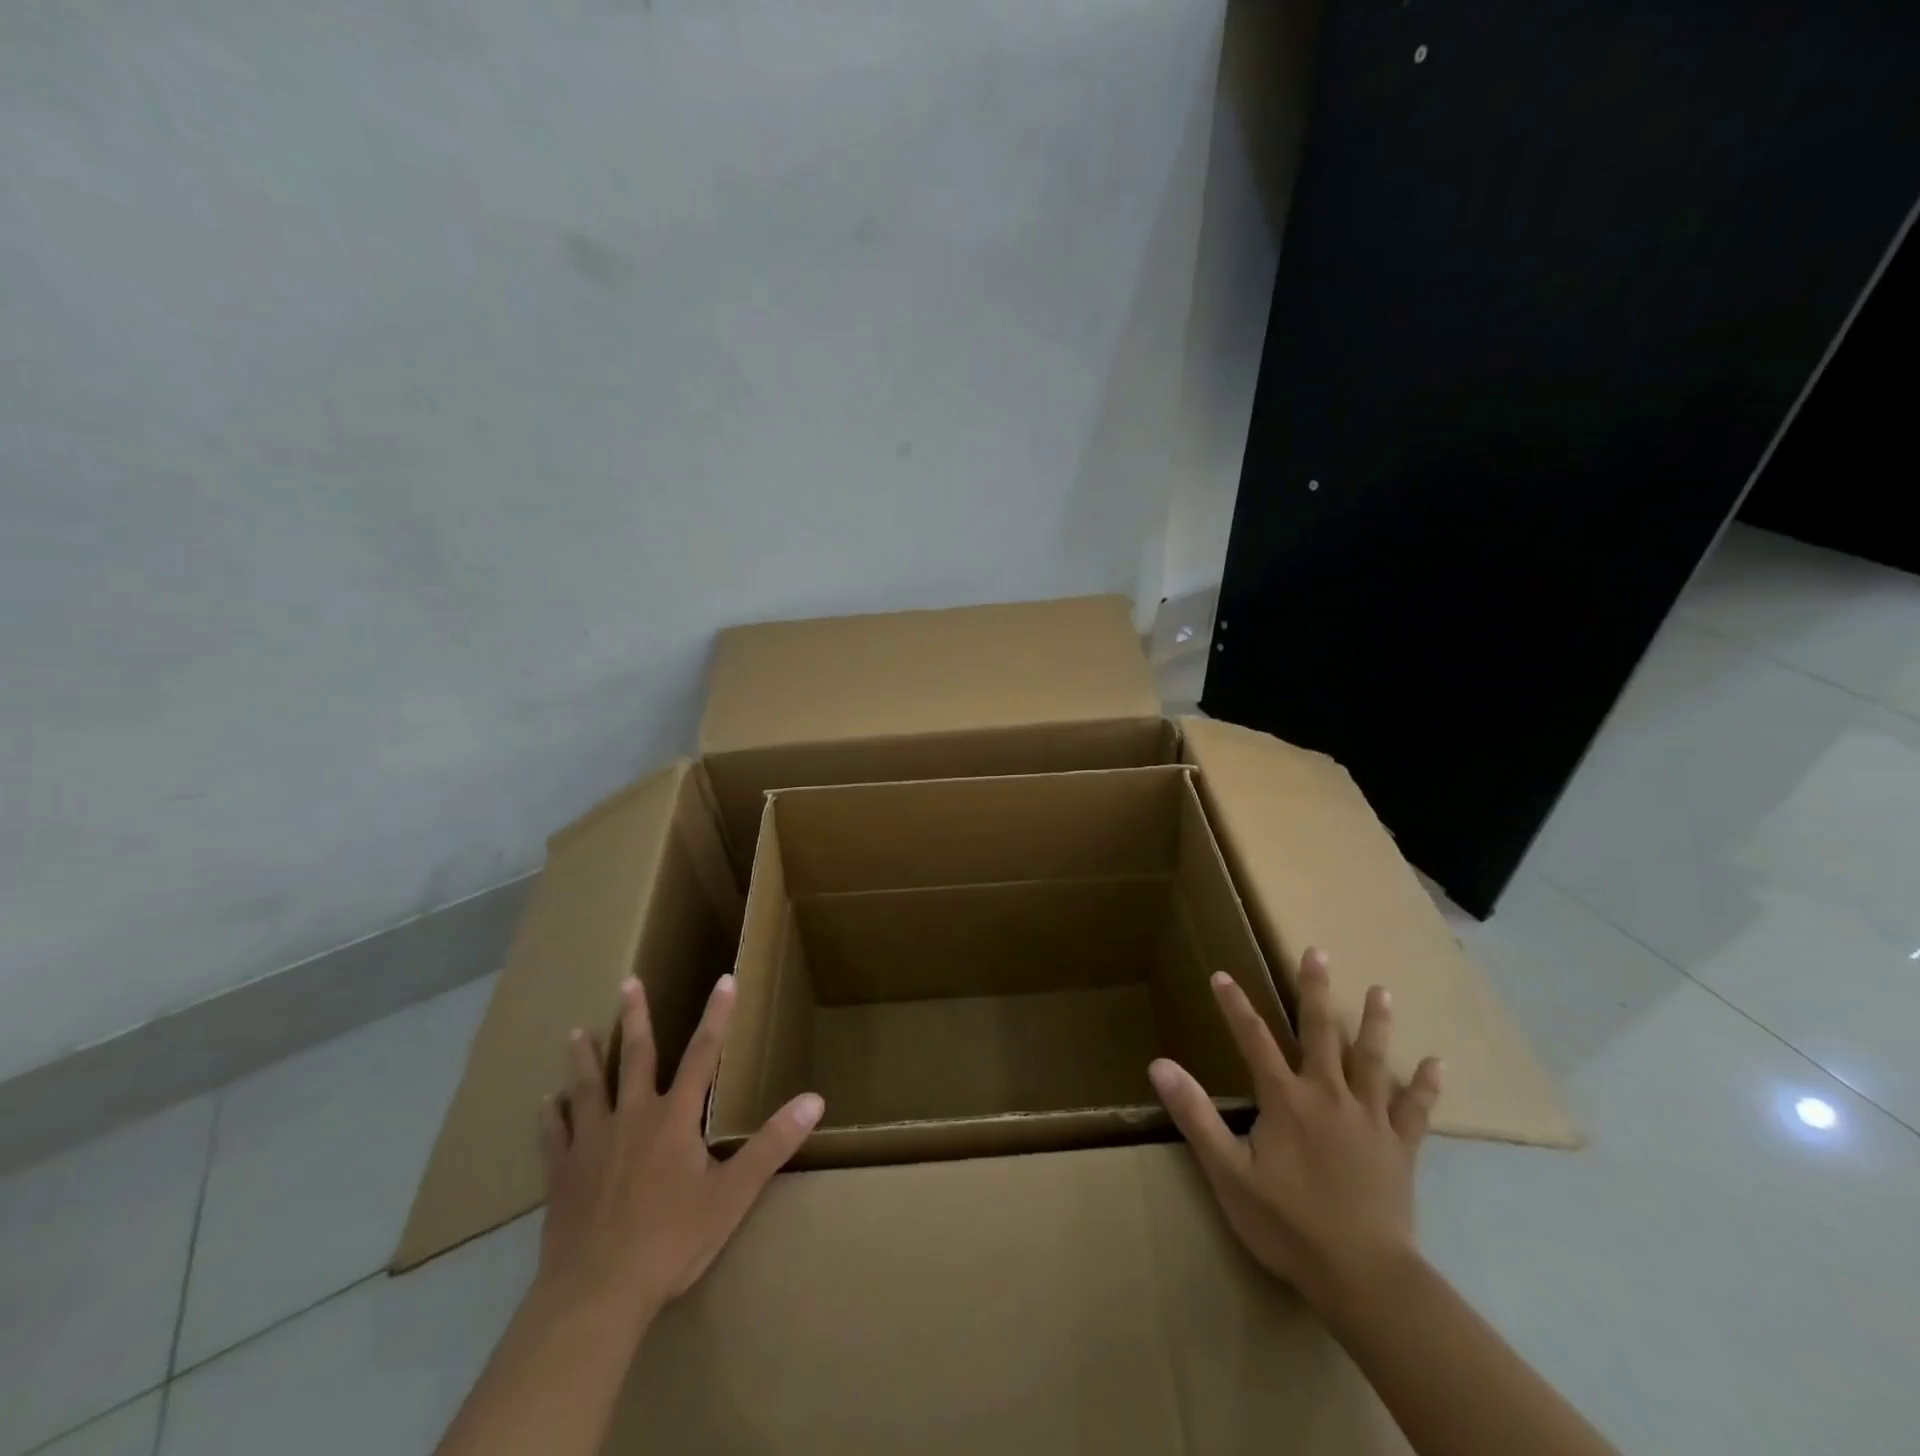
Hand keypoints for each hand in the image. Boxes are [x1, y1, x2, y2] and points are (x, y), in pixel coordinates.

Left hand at [536, 973, 823, 1326]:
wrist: (596, 1295)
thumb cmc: (671, 1241)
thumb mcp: (733, 1194)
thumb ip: (772, 1145)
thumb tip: (814, 1100)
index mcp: (675, 1118)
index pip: (703, 1054)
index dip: (717, 1016)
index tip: (724, 979)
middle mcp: (632, 1117)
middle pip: (635, 1057)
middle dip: (635, 1017)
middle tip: (628, 982)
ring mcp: (592, 1144)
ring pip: (587, 1088)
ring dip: (584, 1058)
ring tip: (576, 1032)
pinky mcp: (562, 1175)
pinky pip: (553, 1136)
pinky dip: (550, 1117)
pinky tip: (544, 1104)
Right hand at [1148, 949, 1441, 1315]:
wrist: (1364, 1279)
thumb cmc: (1288, 1225)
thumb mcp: (1228, 1173)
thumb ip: (1195, 1115)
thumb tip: (1159, 1065)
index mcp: (1286, 1099)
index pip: (1253, 1039)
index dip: (1235, 1006)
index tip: (1222, 974)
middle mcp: (1329, 1096)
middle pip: (1321, 1033)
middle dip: (1316, 990)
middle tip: (1318, 952)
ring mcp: (1370, 1120)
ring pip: (1372, 1060)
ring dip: (1375, 1023)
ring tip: (1381, 990)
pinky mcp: (1400, 1148)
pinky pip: (1415, 1110)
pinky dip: (1425, 1086)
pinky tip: (1437, 1065)